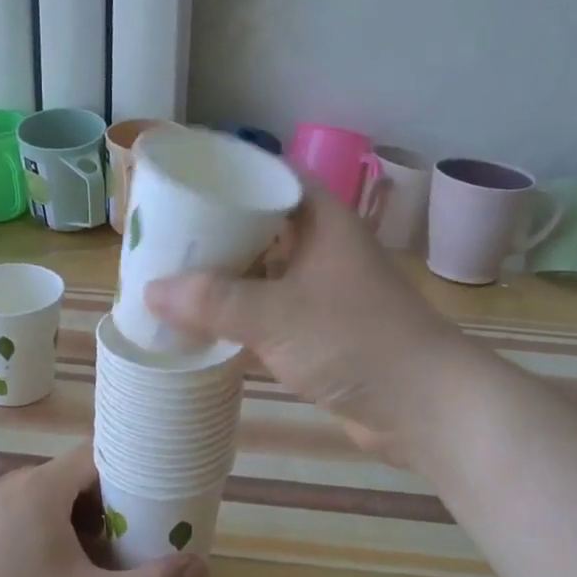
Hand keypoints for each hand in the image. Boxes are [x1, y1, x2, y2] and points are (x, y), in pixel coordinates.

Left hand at [0, 442, 205, 576]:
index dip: (125, 472)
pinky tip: (31, 573)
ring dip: (65, 517)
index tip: (144, 499)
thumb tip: (200, 568)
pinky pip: (9, 514)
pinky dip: (31, 529)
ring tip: (79, 559)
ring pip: (38, 495)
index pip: (96, 455)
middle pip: (68, 477)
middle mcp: (10, 482)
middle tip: (118, 539)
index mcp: (43, 486)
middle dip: (98, 503)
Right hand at [145, 184, 480, 466]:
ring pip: (264, 268)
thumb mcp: (277, 315)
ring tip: (171, 271)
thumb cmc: (356, 341)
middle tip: (164, 230)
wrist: (424, 406)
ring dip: (224, 273)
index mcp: (321, 220)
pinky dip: (238, 311)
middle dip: (215, 226)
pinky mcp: (320, 329)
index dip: (230, 170)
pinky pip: (268, 308)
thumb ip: (215, 301)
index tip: (184, 176)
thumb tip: (152, 290)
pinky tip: (202, 320)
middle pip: (261, 222)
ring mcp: (322, 289)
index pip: (271, 174)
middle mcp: (322, 246)